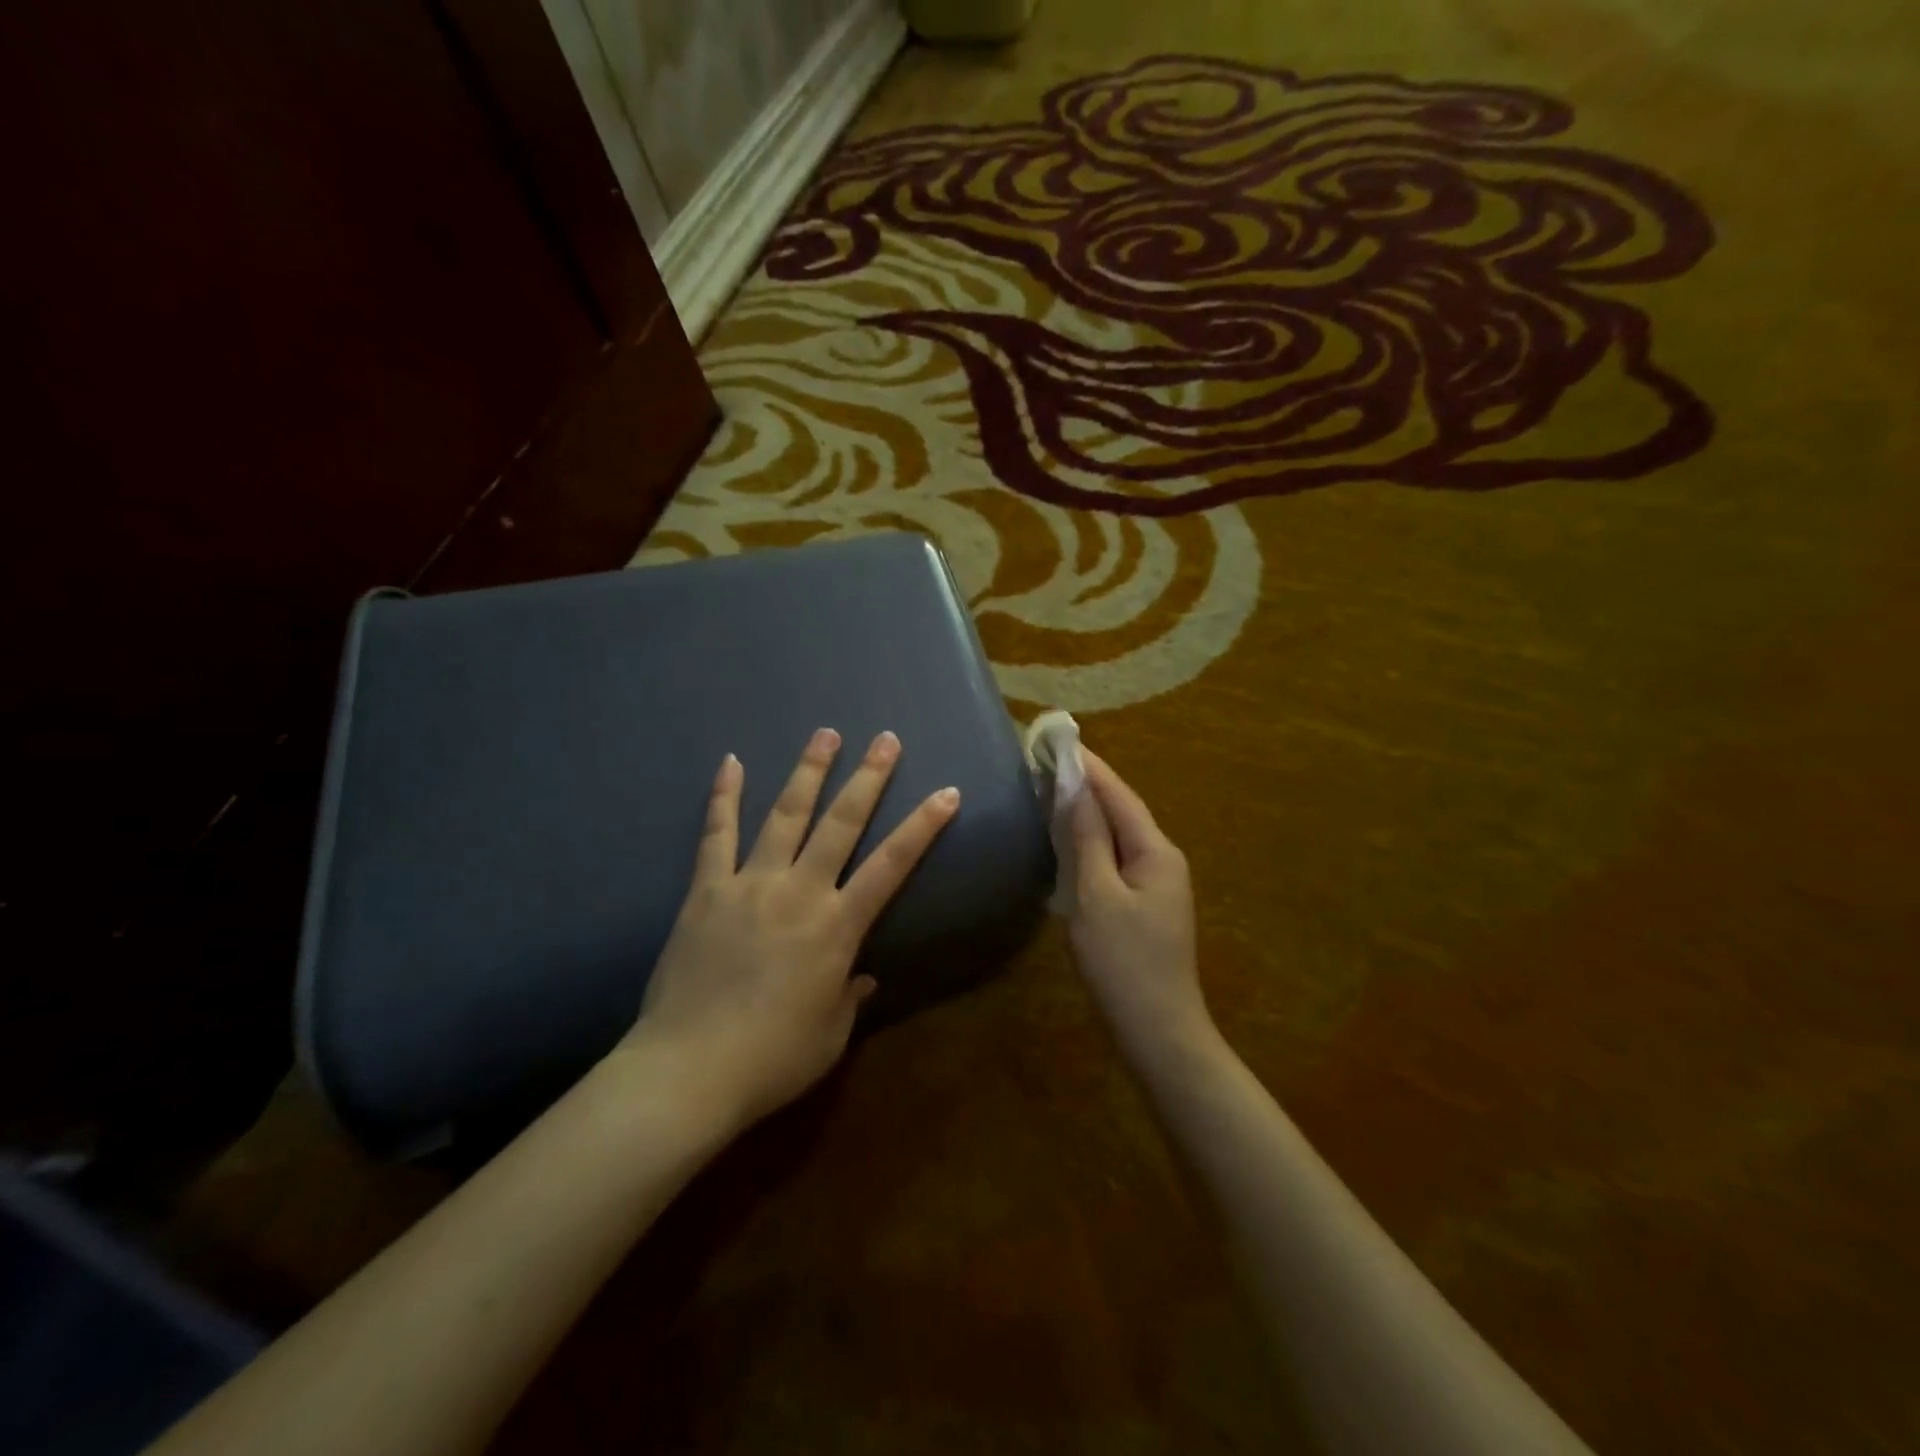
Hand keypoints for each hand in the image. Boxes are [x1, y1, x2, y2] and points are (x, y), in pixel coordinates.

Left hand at [622, 729, 958, 1128]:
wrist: (687, 1072)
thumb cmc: (771, 1060)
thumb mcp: (828, 1035)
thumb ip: (849, 997)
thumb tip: (863, 976)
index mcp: (836, 927)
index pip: (891, 866)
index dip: (922, 827)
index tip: (946, 792)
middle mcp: (798, 892)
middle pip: (841, 824)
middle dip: (868, 778)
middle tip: (886, 739)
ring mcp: (749, 885)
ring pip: (785, 816)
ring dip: (808, 773)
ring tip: (826, 734)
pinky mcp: (705, 891)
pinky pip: (715, 835)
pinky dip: (724, 797)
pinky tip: (731, 762)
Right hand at [1068, 751, 1211, 1064]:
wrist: (1158, 1030)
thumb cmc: (1124, 961)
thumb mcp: (1098, 895)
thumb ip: (1087, 839)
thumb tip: (1075, 789)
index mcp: (1156, 851)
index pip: (1119, 795)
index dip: (1090, 767)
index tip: (1059, 740)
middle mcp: (1162, 860)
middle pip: (1122, 811)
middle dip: (1088, 785)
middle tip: (1049, 761)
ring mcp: (1156, 884)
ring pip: (1119, 836)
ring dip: (1089, 812)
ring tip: (1054, 789)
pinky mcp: (1144, 906)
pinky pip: (1116, 859)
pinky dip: (1091, 842)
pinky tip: (1070, 840)